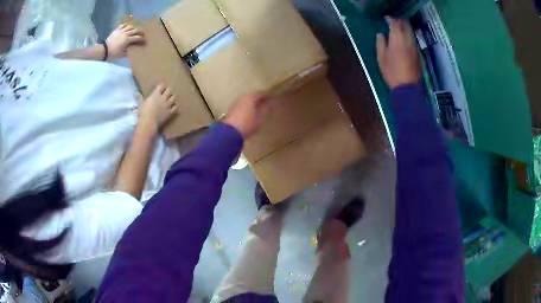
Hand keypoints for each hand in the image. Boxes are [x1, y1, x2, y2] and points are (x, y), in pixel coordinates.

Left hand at [106, 23, 144, 60]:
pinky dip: (126, 25)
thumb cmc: (113, 54)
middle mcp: (125, 34)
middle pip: (135, 30)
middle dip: (140, 32)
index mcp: (127, 40)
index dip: (142, 39)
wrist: (103, 51)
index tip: (145, 41)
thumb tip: (133, 50)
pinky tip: (127, 26)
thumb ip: (128, 51)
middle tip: (142, 33)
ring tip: (134, 30)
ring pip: (130, 26)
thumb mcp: (121, 55)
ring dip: (133, 28)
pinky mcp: (116, 30)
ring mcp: (121, 31)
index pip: (137, 38)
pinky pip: (122, 25)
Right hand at [140, 84, 177, 129]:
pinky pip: (175, 107)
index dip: (162, 86)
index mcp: (155, 94)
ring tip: (170, 99)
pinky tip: (172, 107)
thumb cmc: (143, 113)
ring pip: (173, 98)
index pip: (161, 85)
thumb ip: (139, 97)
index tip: (161, 87)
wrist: (148, 123)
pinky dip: (174, 106)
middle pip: (169, 90)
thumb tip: (135, 92)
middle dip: (168, 90)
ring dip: (172, 97)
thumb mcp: (140, 103)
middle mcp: (163, 98)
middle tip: (166, 92)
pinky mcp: (170, 112)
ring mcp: (167, 105)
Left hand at [225, 94, 270, 138]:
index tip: (273, 100)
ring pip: (247, 102)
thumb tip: (272, 103)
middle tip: (266, 105)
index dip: (268, 97)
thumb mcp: (260, 117)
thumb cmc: (248, 123)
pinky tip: (250, 114)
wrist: (231, 132)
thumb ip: (266, 108)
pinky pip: (242, 106)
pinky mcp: (232, 110)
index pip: (262, 95)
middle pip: (253, 97)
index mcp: (251, 97)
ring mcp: (236, 103)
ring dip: (253, 105)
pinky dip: (247, 108)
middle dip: (259, 101)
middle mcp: (242, 97)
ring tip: (258, 111)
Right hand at [376, 17, 419, 88]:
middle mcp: (408, 41)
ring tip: (398, 30)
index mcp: (397, 40)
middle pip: (406, 25)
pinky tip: (403, 40)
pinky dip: (408, 36)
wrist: (407, 88)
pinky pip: (412, 39)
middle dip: (400, 21)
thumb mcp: (381, 58)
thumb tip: (381, 35)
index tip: (386, 19)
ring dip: (405, 28)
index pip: (395, 23)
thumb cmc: (392, 73)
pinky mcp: (418, 54)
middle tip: (393, 22)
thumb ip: (381, 43)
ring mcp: (414, 47)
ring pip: (411, 32)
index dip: (390, 19)